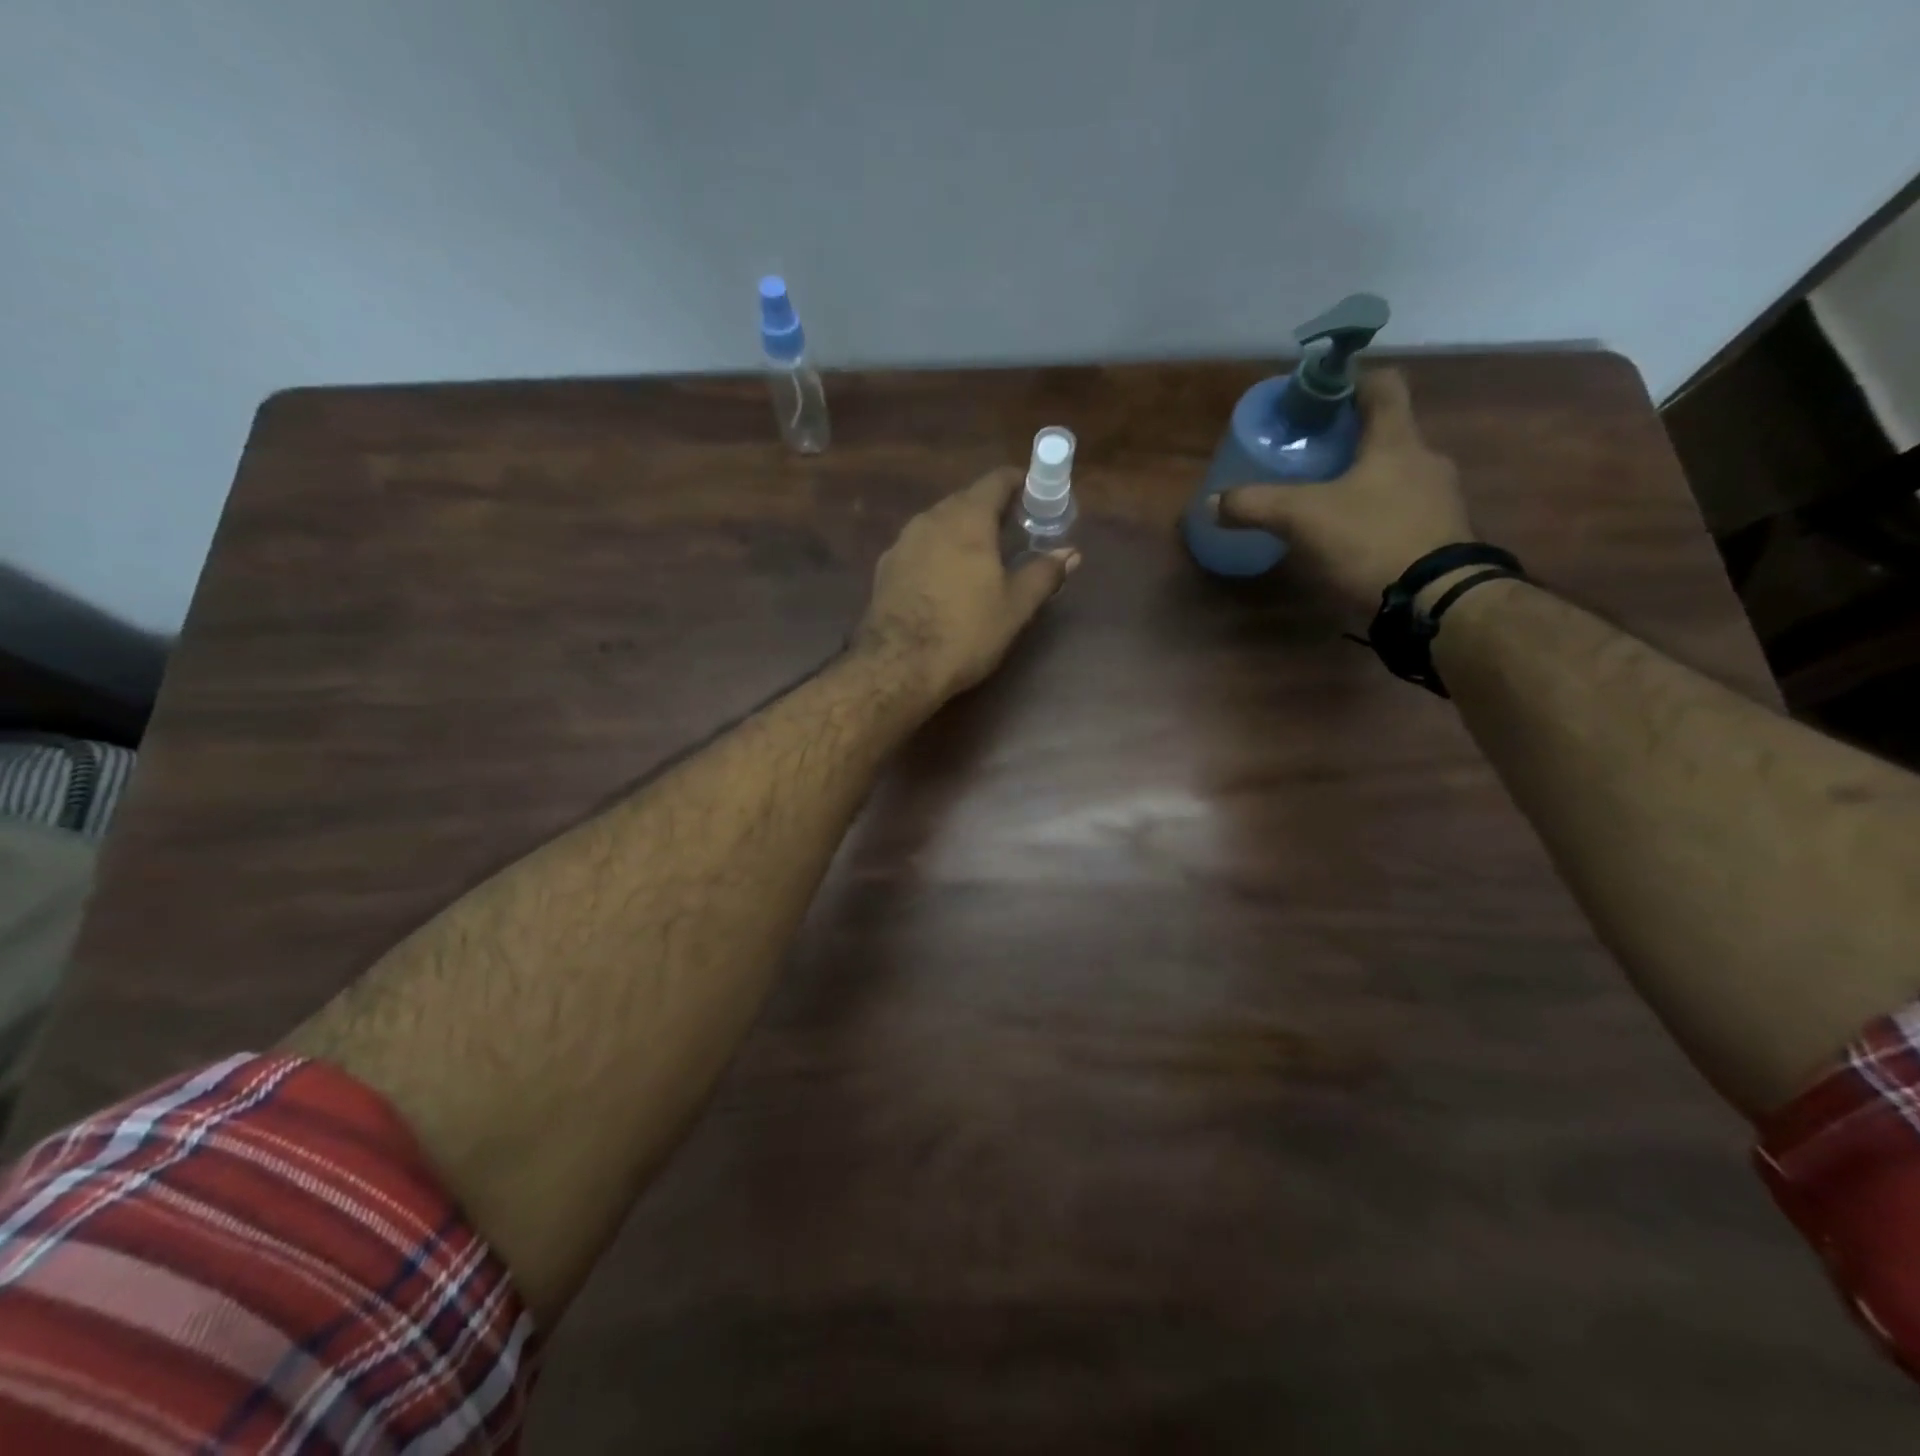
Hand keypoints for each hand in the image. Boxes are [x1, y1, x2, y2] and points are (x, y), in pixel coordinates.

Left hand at [854, 467, 1079, 701]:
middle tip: (1013, 532)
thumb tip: (1070, 553)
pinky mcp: (885, 568)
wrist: (898, 666)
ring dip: (961, 531)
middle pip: (965, 500)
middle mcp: (931, 519)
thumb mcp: (1015, 606)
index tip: (1035, 497)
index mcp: (968, 519)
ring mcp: (902, 542)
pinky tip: (946, 580)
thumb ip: (1043, 573)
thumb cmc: (966, 632)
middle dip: (991, 510)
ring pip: (939, 523)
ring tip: (981, 558)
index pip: (996, 480)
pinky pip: (919, 547)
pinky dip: (938, 552)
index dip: (1019, 483)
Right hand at [1217, 370, 1474, 611]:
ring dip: (1363, 481)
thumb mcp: (1302, 519)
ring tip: (1325, 502)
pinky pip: (1403, 512)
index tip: (1321, 395)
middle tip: (1310, 456)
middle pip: (1387, 434)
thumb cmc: (1370, 540)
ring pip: (1395, 475)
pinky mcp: (1441, 537)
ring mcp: (1440, 501)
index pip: (1383, 386)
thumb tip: (1213, 502)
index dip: (1352, 382)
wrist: (1434, 602)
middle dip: (1349, 441)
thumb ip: (1255, 504)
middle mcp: (1426, 461)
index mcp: (1397, 441)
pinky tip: (1349, 539)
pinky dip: (1375, 516)